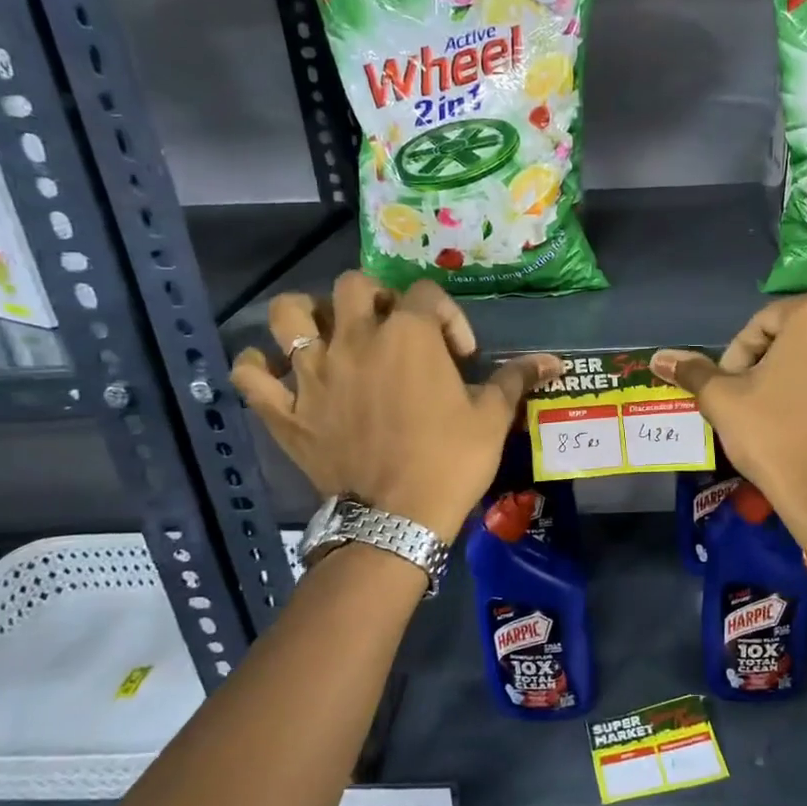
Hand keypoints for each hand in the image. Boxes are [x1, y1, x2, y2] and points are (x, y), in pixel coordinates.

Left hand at [230, 275, 557, 540]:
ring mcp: (313, 373)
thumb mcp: (492, 418)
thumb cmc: (450, 461)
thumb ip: (517, 379)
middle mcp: (355, 339)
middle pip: (353, 286)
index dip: (449, 317)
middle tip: (393, 332)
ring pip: (288, 315)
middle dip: (377, 299)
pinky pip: (250, 375)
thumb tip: (556, 362)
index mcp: (409, 335)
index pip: (427, 294)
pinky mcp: (285, 410)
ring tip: (327, 335)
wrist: (398, 519)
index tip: (460, 356)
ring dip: (307, 316)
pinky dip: (257, 368)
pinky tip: (276, 374)